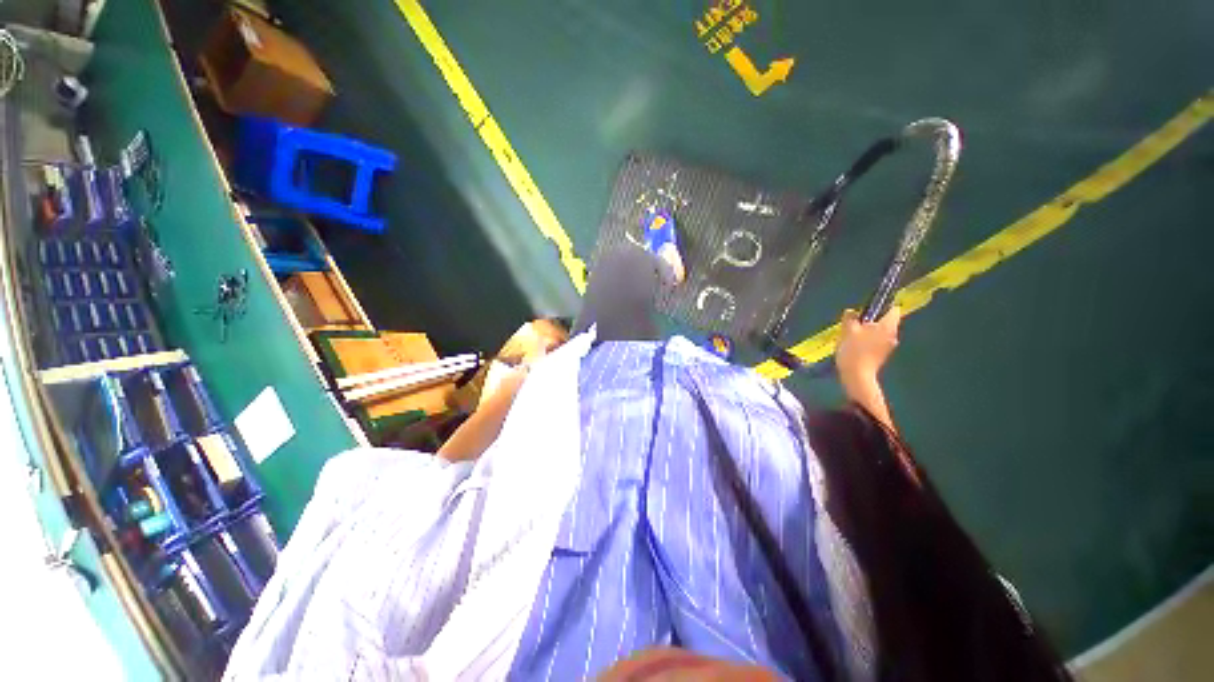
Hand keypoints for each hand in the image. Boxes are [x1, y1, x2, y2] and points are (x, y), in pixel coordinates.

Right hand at [836, 306, 901, 384]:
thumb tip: (852, 311)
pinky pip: (877, 342)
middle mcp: (893, 334)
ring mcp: (889, 346)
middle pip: (885, 321)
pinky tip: (855, 346)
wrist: (857, 375)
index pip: (893, 309)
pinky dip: (868, 341)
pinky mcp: (882, 355)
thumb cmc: (854, 350)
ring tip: (851, 335)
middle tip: (854, 324)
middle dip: (871, 320)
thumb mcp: (848, 330)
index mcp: (888, 326)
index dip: (881, 306)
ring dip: (868, 331)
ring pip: (880, 332)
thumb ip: (850, 318)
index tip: (866, 310)